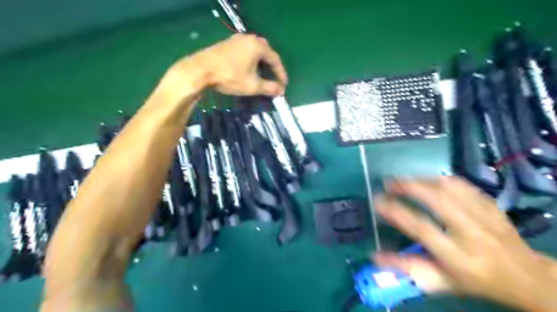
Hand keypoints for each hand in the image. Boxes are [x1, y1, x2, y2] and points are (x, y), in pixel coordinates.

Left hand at [158, 33, 287, 101]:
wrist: (200, 70)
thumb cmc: (230, 77)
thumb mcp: (253, 86)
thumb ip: (270, 88)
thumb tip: (281, 91)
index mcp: (257, 46)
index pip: (275, 59)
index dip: (281, 73)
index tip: (284, 85)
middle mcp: (248, 39)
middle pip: (266, 52)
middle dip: (272, 67)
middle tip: (275, 78)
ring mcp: (236, 40)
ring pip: (254, 51)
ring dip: (261, 64)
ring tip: (263, 76)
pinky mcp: (226, 44)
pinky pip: (245, 51)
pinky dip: (251, 61)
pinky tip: (248, 70)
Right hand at [372, 177, 556, 310]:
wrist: (526, 277)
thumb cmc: (475, 281)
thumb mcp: (440, 282)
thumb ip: (407, 268)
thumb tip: (375, 256)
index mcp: (457, 256)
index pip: (421, 228)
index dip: (397, 212)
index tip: (378, 201)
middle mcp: (471, 233)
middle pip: (438, 200)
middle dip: (409, 187)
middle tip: (389, 183)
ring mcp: (484, 216)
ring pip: (450, 188)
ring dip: (422, 180)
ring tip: (404, 179)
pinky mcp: (491, 205)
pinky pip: (463, 185)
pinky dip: (441, 179)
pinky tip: (428, 179)